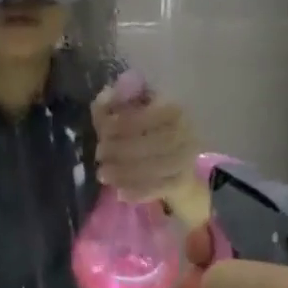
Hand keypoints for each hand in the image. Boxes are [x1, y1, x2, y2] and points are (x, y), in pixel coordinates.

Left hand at [92, 85, 208, 223]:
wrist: (174, 165)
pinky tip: (120, 192)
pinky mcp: (184, 181)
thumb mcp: (125, 115)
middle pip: (157, 142)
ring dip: (126, 172)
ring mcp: (188, 157)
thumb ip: (112, 106)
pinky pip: (161, 188)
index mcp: (172, 109)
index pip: (150, 115)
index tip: (103, 131)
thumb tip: (104, 95)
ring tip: (103, 174)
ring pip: (159, 166)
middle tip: (99, 154)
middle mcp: (186, 131)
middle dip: (123, 149)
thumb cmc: (144, 132)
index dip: (125, 123)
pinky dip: (139, 191)